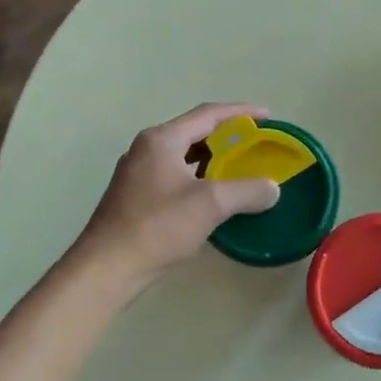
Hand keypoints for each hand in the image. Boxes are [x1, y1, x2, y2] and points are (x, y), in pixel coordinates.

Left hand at [75, 104, 282, 287]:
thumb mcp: (210, 204)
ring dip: (213, 160)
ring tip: (241, 169)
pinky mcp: (136, 196)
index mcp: (162, 139)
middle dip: (228, 137)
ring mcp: (138, 173)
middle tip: (257, 145)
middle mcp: (147, 148)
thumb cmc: (157, 227)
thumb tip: (272, 188)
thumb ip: (247, 191)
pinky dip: (199, 178)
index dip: (241, 113)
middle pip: (195, 132)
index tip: (268, 116)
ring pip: (184, 156)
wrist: (108, 267)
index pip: (208, 114)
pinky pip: (176, 176)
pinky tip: (214, 196)